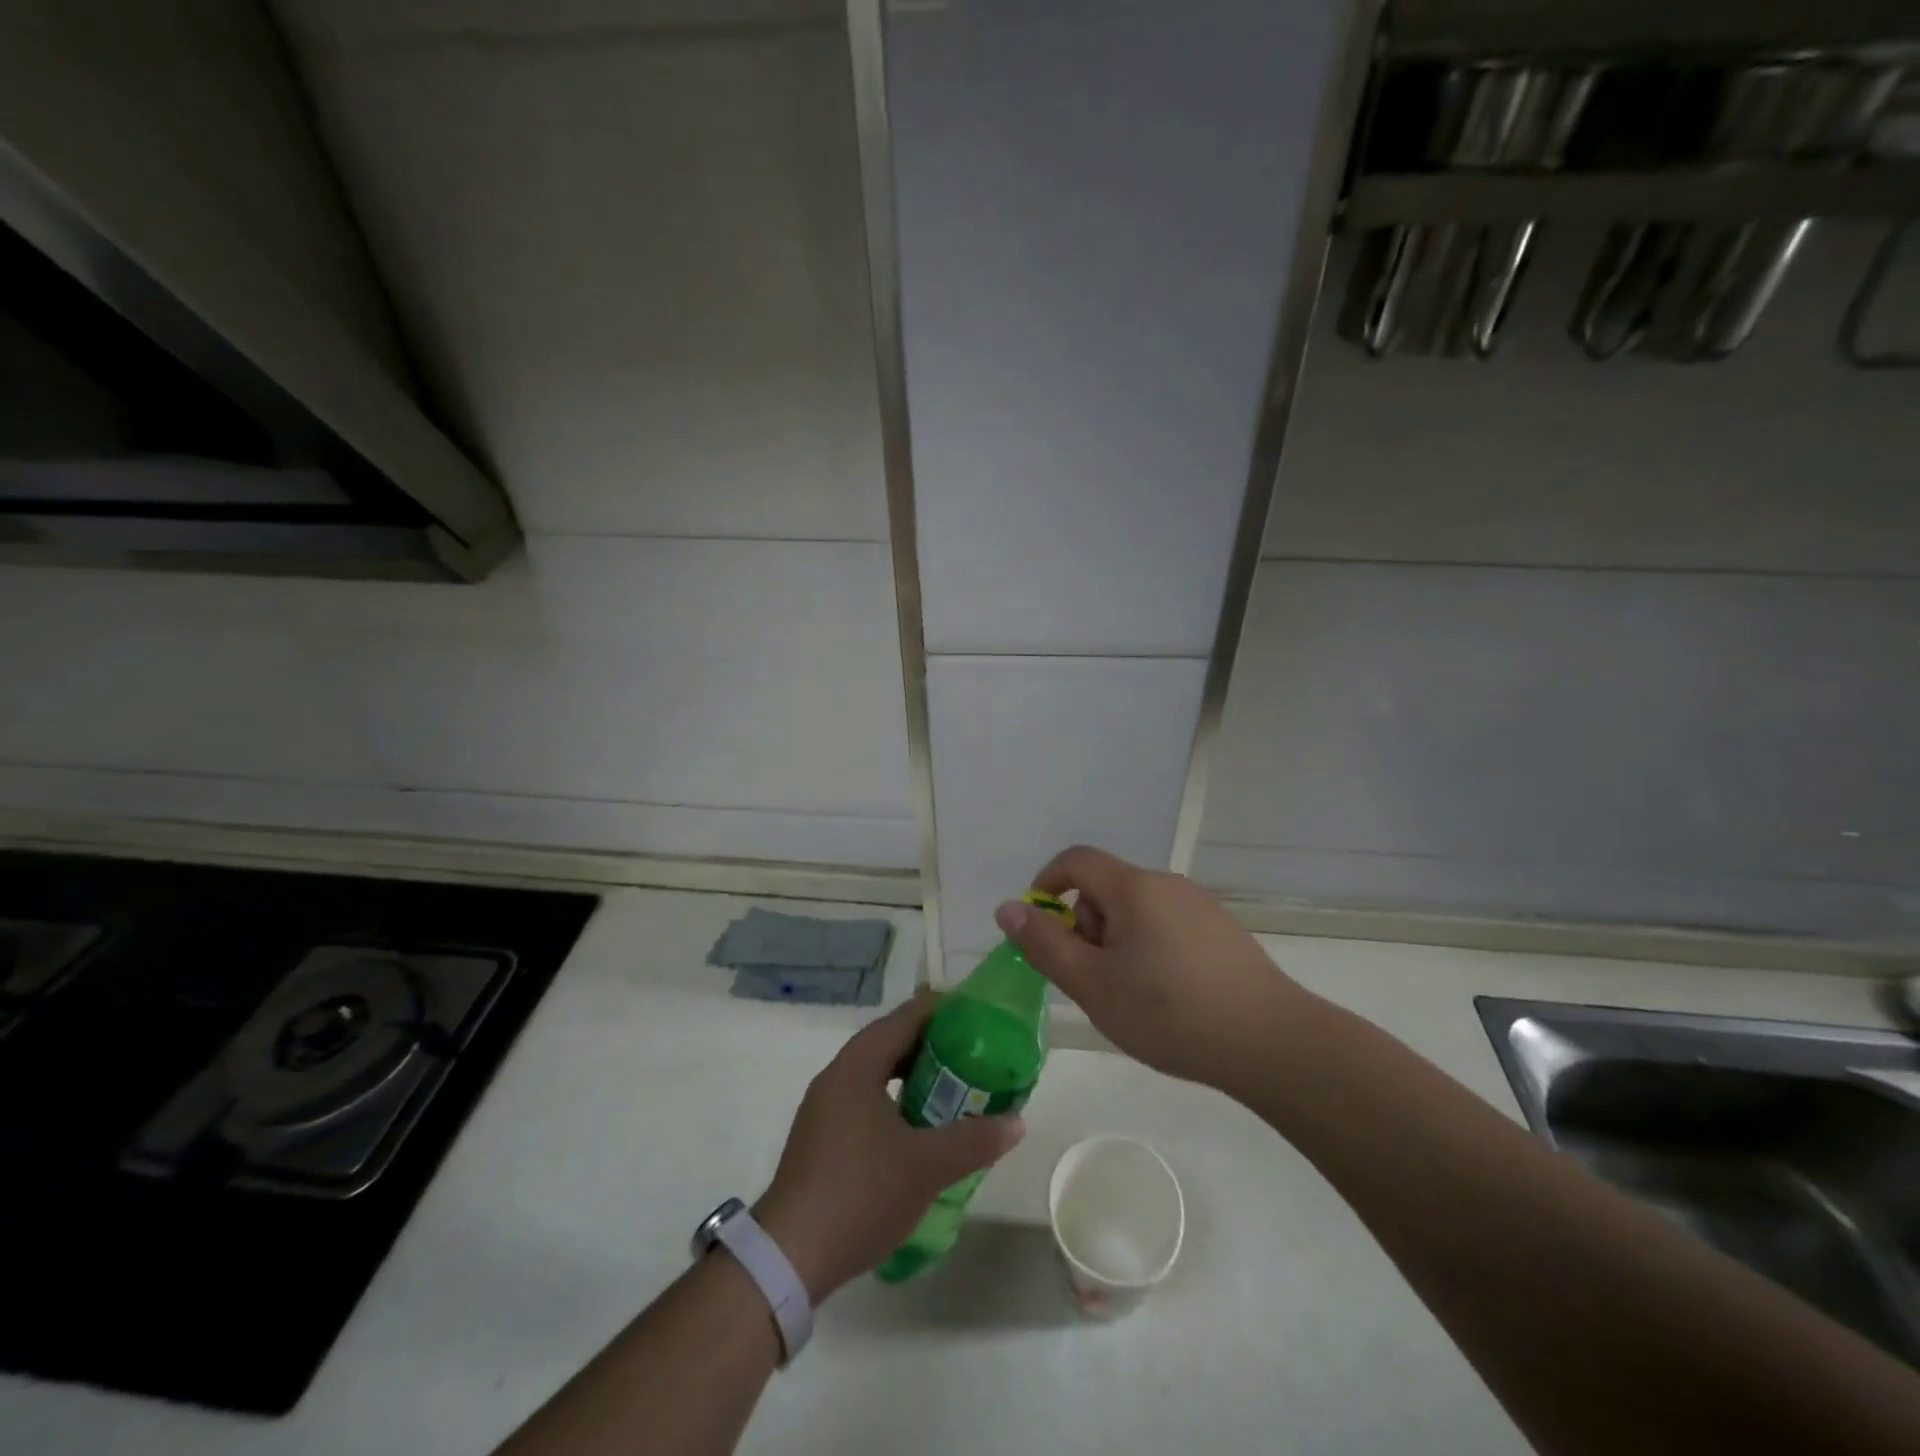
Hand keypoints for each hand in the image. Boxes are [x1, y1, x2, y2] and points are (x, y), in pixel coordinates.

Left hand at [753, 997, 1024, 1301]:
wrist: (789, 1258)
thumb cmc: (860, 1193)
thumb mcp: (927, 1166)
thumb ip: (975, 1139)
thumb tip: (1017, 1121)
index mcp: (858, 1065)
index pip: (906, 1016)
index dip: (944, 1011)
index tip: (980, 1018)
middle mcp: (837, 1075)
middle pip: (891, 1041)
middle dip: (934, 1045)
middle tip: (976, 1056)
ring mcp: (824, 1107)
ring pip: (877, 1073)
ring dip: (914, 1076)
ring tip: (955, 1089)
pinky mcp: (821, 1137)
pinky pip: (865, 1099)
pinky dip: (895, 1100)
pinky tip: (918, 1129)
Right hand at [993, 844, 1306, 1092]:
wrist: (1271, 1042)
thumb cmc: (1169, 1013)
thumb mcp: (1093, 985)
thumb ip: (1045, 944)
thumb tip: (1007, 908)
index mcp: (1133, 888)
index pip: (1075, 860)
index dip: (1047, 884)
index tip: (1040, 928)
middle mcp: (1166, 884)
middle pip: (1106, 888)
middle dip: (1086, 926)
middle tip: (1093, 980)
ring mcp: (1199, 906)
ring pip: (1137, 910)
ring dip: (1117, 942)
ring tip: (1131, 996)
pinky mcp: (1221, 931)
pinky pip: (1166, 925)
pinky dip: (1150, 949)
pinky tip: (1168, 997)